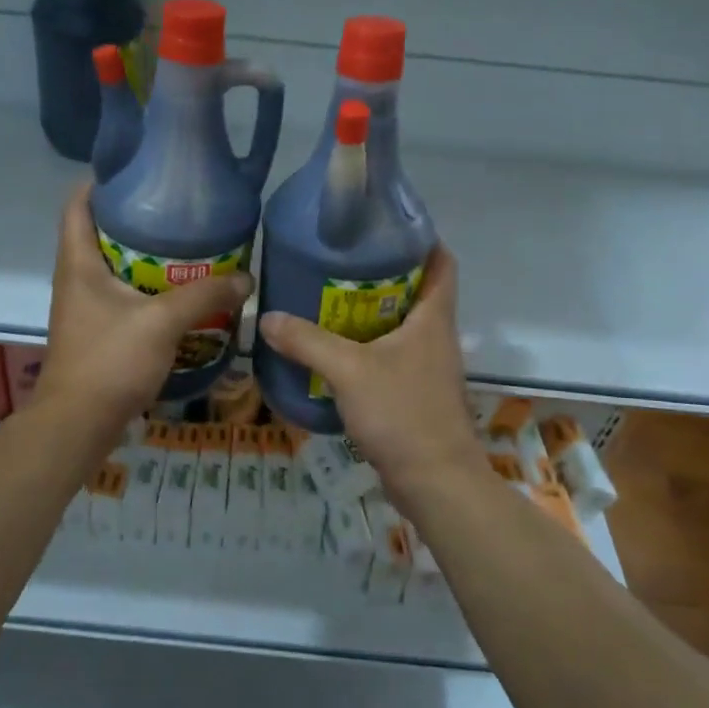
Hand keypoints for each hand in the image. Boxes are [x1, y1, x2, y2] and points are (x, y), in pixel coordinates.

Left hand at [34, 184, 251, 435]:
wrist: (78, 425)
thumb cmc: (110, 361)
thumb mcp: (162, 322)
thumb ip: (204, 295)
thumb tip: (246, 278)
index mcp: (78, 263)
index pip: (78, 204)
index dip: (101, 181)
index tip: (139, 170)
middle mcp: (75, 278)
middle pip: (99, 233)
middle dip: (136, 219)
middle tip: (179, 210)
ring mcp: (84, 308)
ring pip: (113, 267)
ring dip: (144, 256)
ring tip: (186, 247)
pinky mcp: (96, 332)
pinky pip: (121, 297)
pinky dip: (146, 288)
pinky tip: (178, 294)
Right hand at [257, 245, 483, 508]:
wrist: (435, 481)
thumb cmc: (402, 413)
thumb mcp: (349, 370)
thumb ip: (307, 341)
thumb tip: (267, 317)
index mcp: (433, 318)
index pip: (441, 262)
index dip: (421, 238)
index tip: (384, 226)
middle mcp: (435, 336)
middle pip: (415, 291)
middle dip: (381, 274)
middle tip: (337, 262)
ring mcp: (427, 367)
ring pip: (400, 326)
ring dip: (370, 313)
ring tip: (326, 300)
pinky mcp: (415, 394)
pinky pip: (389, 357)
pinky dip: (365, 348)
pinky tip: (332, 351)